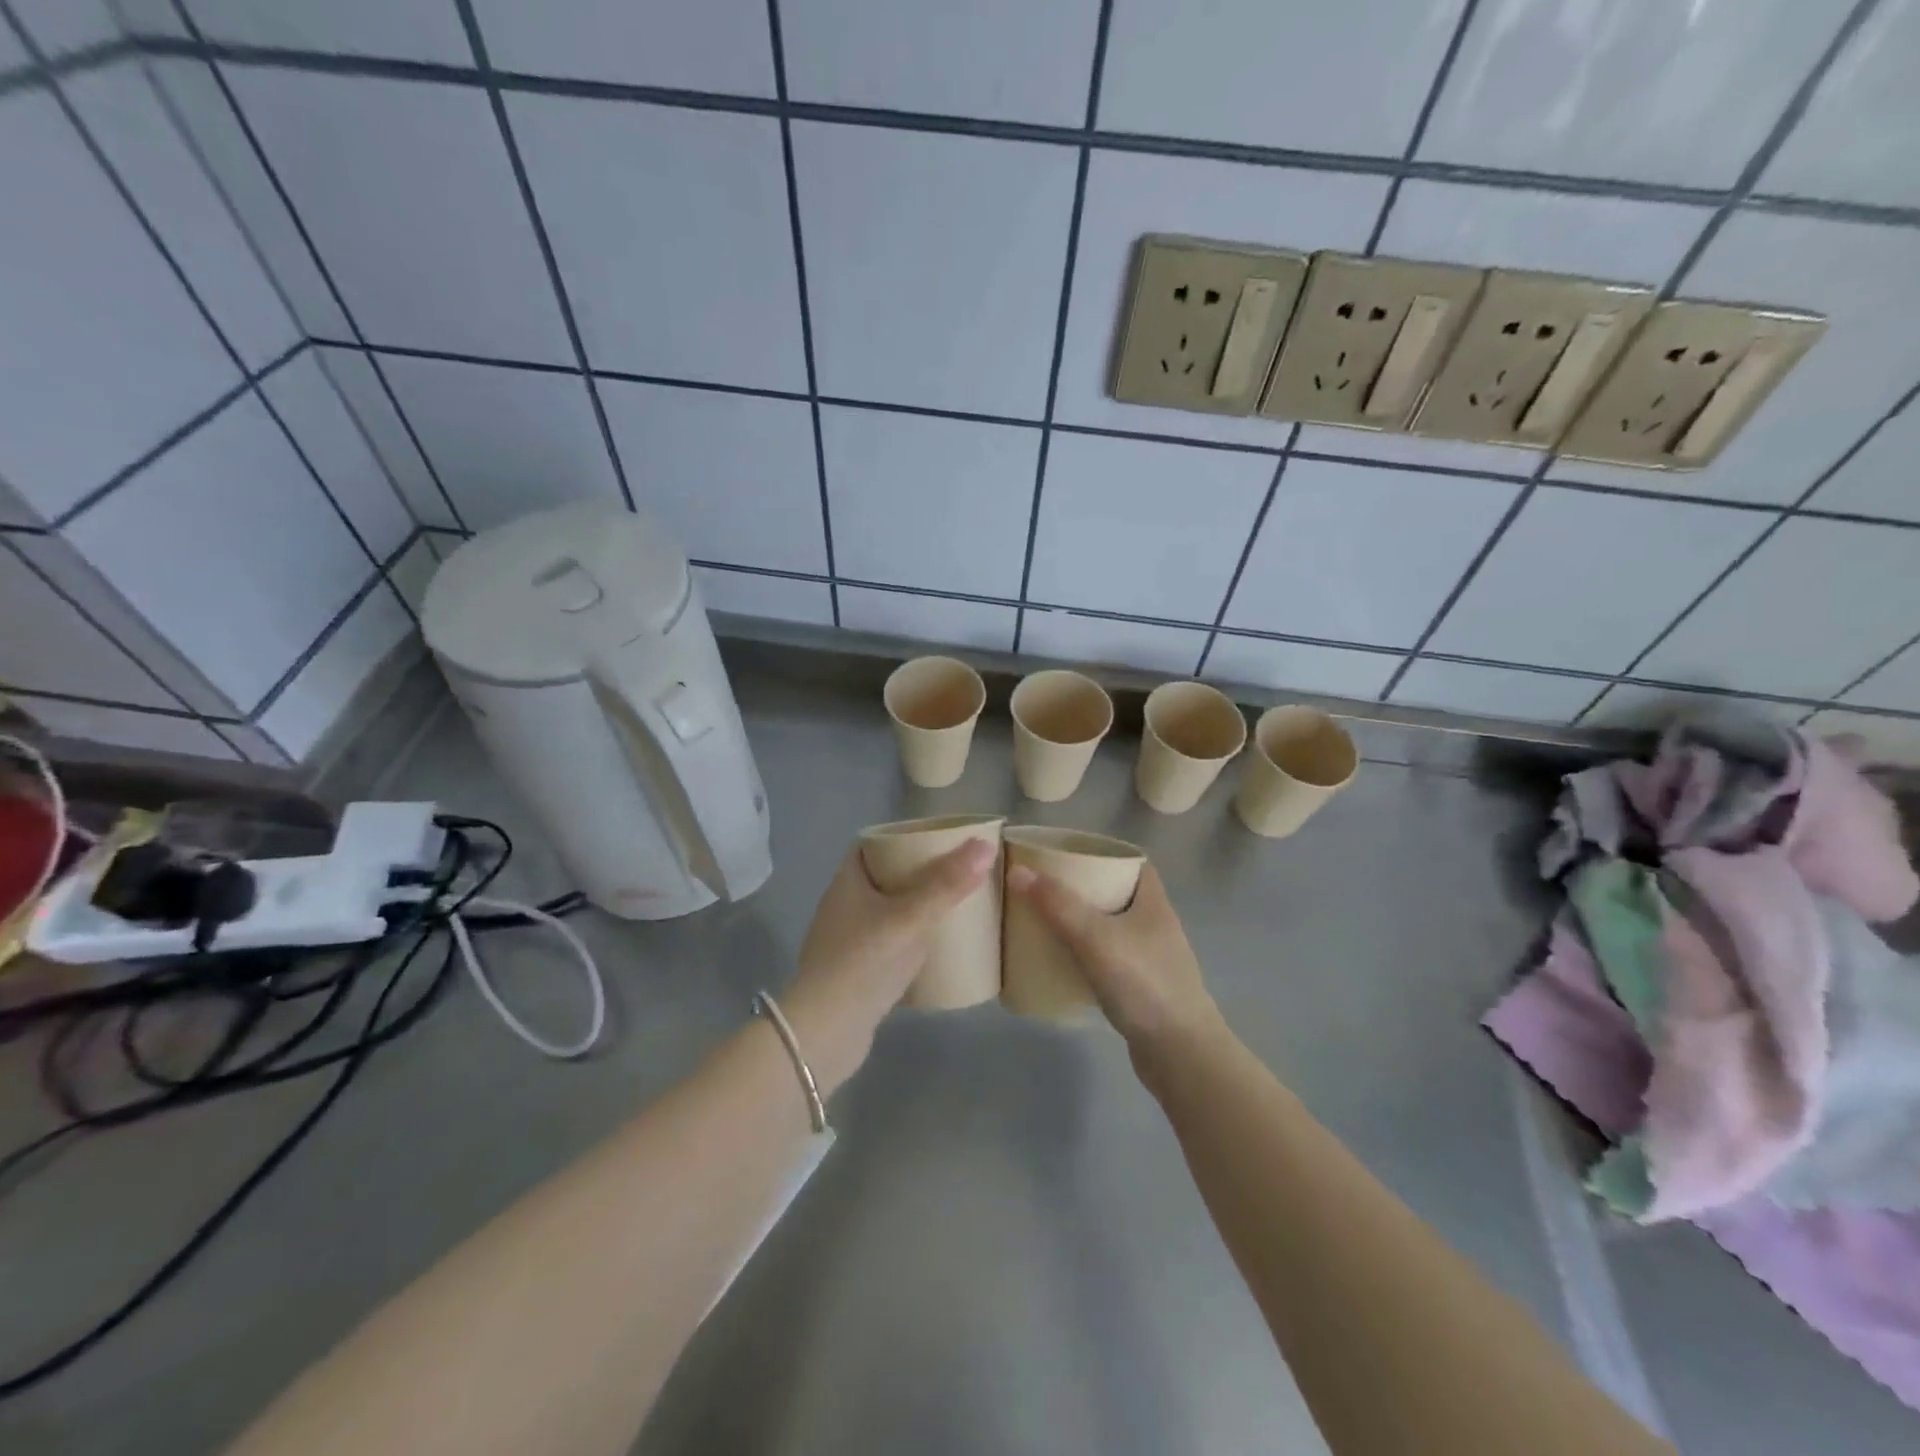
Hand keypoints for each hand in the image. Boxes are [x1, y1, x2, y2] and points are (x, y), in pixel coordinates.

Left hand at [782, 838, 994, 1093]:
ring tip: (953, 907)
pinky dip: (911, 942)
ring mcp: (847, 942)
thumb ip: (947, 884)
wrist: (825, 1034)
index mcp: (847, 883)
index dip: (901, 838)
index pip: (870, 845)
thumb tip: (986, 846)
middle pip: (882, 878)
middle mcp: (843, 907)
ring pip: (887, 913)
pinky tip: (937, 950)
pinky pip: (889, 945)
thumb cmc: (863, 963)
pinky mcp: (856, 973)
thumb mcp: (910, 918)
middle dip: (916, 874)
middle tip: (955, 872)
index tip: (937, 839)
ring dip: (915, 909)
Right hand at [1005, 862, 1222, 1058]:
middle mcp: (1155, 925)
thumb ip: (1057, 905)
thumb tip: (1017, 871)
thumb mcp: (1096, 938)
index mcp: (1153, 902)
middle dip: (1081, 888)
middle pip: (1116, 894)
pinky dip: (1085, 956)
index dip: (1101, 854)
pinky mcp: (1140, 989)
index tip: (1065, 854)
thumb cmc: (1144, 985)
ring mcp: (1150, 959)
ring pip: (1110, 928)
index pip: (1131, 862)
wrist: (1180, 1055)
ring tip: (1044, 921)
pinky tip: (1061, 963)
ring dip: (1081, 924)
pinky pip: (1107, 960)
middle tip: (1043, 888)